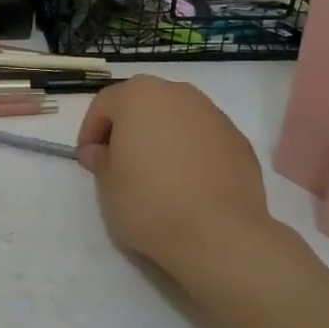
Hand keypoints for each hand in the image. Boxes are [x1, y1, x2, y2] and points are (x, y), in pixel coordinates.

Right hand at [76, 75, 281, 298]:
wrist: (219, 234)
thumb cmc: (149, 202)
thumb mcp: (106, 184)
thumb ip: (100, 160)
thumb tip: (100, 152)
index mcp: (139, 95)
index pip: (104, 104)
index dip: (91, 132)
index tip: (89, 160)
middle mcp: (178, 94)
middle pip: (143, 105)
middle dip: (128, 129)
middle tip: (120, 163)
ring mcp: (214, 115)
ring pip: (176, 119)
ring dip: (162, 138)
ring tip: (156, 175)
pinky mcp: (239, 141)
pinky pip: (203, 139)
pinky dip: (191, 153)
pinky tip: (187, 184)